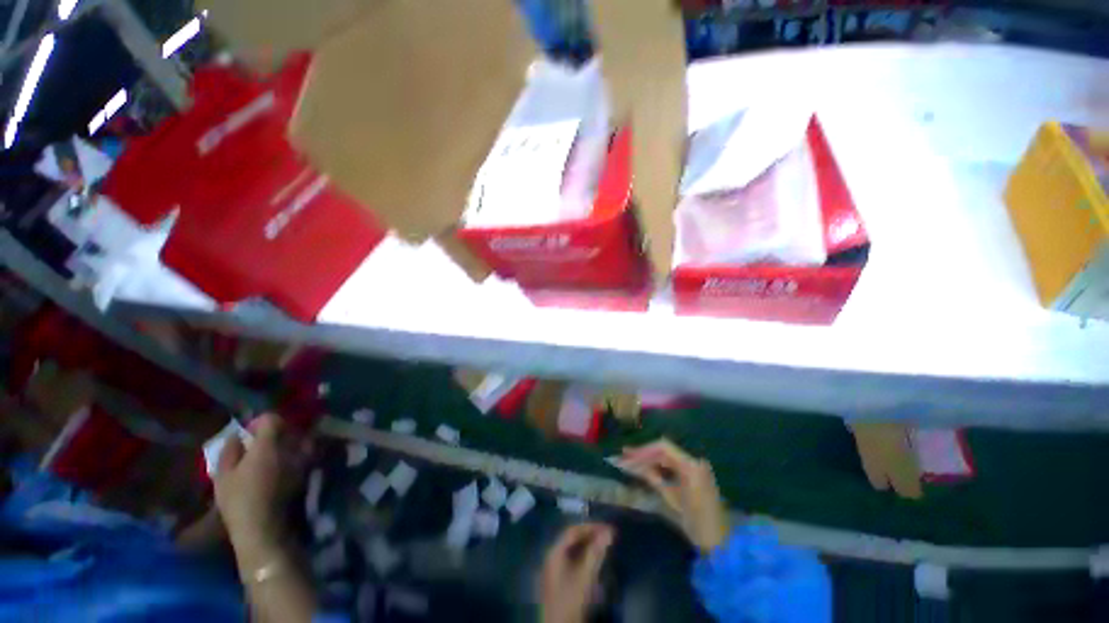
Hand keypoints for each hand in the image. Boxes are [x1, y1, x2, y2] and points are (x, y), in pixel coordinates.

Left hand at [213, 414, 305, 562]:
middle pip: (255, 453)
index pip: (236, 439)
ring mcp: (252, 494)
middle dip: (276, 441)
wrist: (268, 534)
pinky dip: (293, 470)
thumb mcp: (263, 453)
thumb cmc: (259, 488)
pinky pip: (281, 479)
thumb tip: (270, 413)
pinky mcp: (269, 504)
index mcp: (225, 467)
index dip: (253, 427)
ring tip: (308, 447)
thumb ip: (267, 430)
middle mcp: (234, 480)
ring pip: (271, 466)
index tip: (276, 420)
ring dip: (289, 455)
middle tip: (297, 433)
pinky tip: (306, 467)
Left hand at [539, 523, 613, 622]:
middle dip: (590, 536)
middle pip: (572, 540)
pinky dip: (585, 558)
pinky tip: (595, 563)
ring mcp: (554, 571)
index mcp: (554, 552)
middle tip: (608, 536)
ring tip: (604, 547)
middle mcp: (552, 558)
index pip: (572, 531)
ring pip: (573, 551)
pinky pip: (572, 562)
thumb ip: (595, 552)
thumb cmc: (570, 601)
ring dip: (589, 547)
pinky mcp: (559, 583)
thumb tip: (608, 532)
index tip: (607, 528)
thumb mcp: (585, 576)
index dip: (590, 527)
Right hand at [621, 439, 728, 552]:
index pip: (663, 447)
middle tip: (624, 457)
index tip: (628, 455)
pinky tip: (645, 469)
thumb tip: (634, 465)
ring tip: (631, 462)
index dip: (643, 450)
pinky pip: (673, 465)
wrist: (721, 542)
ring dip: (650, 459)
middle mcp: (694, 461)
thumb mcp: (672, 499)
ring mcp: (696, 467)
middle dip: (644, 454)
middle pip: (664, 450)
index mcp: (690, 465)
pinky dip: (659, 466)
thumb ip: (654, 478)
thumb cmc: (696, 522)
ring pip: (667, 457)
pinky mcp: (695, 475)